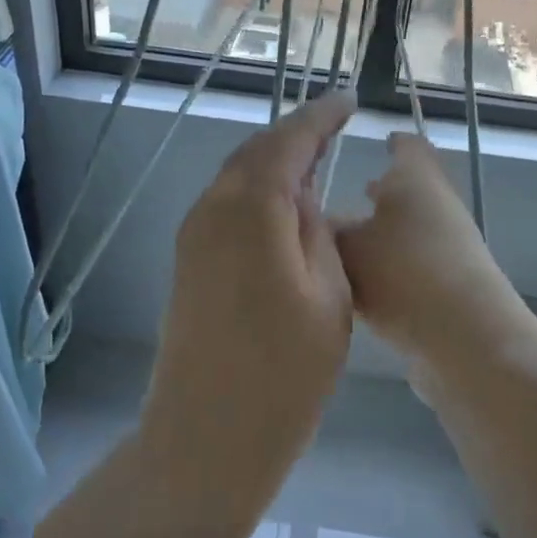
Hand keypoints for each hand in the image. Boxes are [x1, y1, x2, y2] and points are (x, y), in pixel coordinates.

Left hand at [143, 92, 356, 457]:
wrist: (206, 435)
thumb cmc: (283, 372)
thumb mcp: (328, 295)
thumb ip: (317, 233)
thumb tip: (302, 200)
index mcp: (251, 208)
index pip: (287, 142)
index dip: (320, 118)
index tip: (348, 102)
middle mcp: (212, 210)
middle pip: (254, 154)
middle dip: (294, 137)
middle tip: (332, 129)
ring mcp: (192, 238)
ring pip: (236, 180)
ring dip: (273, 166)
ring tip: (314, 164)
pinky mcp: (188, 265)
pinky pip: (226, 209)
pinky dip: (256, 196)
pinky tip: (281, 211)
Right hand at [335, 133, 529, 365]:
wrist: (465, 336)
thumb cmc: (403, 271)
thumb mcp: (346, 247)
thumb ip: (325, 232)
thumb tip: (313, 222)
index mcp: (415, 178)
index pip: (407, 146)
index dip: (390, 142)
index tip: (373, 144)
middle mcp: (438, 205)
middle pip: (408, 190)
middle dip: (377, 192)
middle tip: (344, 196)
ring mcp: (450, 247)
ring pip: (408, 230)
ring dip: (381, 234)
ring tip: (344, 245)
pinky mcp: (451, 285)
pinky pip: (412, 265)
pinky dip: (390, 267)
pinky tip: (361, 286)